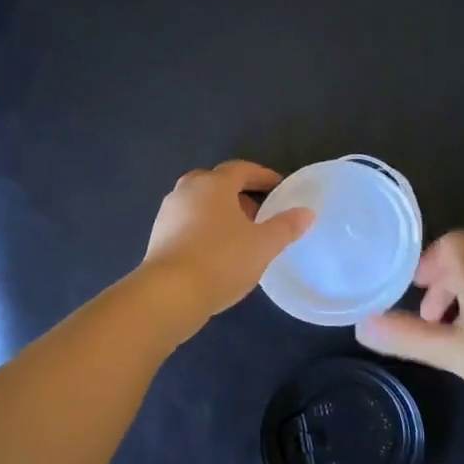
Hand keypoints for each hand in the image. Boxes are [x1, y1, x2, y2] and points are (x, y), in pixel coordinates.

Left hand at [141, 160, 314, 334]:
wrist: (170, 293)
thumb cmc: (221, 260)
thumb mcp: (263, 245)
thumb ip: (286, 227)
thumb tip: (306, 213)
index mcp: (213, 185)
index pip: (240, 169)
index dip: (261, 175)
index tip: (278, 186)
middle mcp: (186, 191)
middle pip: (214, 182)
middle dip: (237, 193)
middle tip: (256, 212)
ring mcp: (167, 214)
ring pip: (198, 203)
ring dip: (218, 212)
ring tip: (238, 235)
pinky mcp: (157, 237)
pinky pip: (186, 223)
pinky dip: (202, 228)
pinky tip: (215, 252)